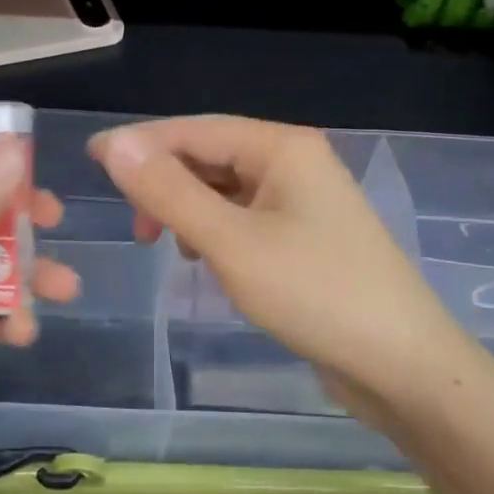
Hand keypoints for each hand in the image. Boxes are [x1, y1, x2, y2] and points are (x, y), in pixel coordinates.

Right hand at [89, 117, 457, 419]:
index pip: (195, 129)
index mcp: (281, 147)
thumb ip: (170, 191)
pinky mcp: (305, 235)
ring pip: (225, 189)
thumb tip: (115, 144)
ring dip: (188, 208)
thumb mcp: (231, 242)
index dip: (140, 143)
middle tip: (137, 228)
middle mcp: (293, 162)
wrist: (403, 365)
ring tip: (167, 246)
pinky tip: (205, 258)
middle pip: (210, 156)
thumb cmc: (315, 294)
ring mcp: (303, 200)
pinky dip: (215, 230)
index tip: (91, 159)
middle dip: (166, 183)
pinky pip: (244, 217)